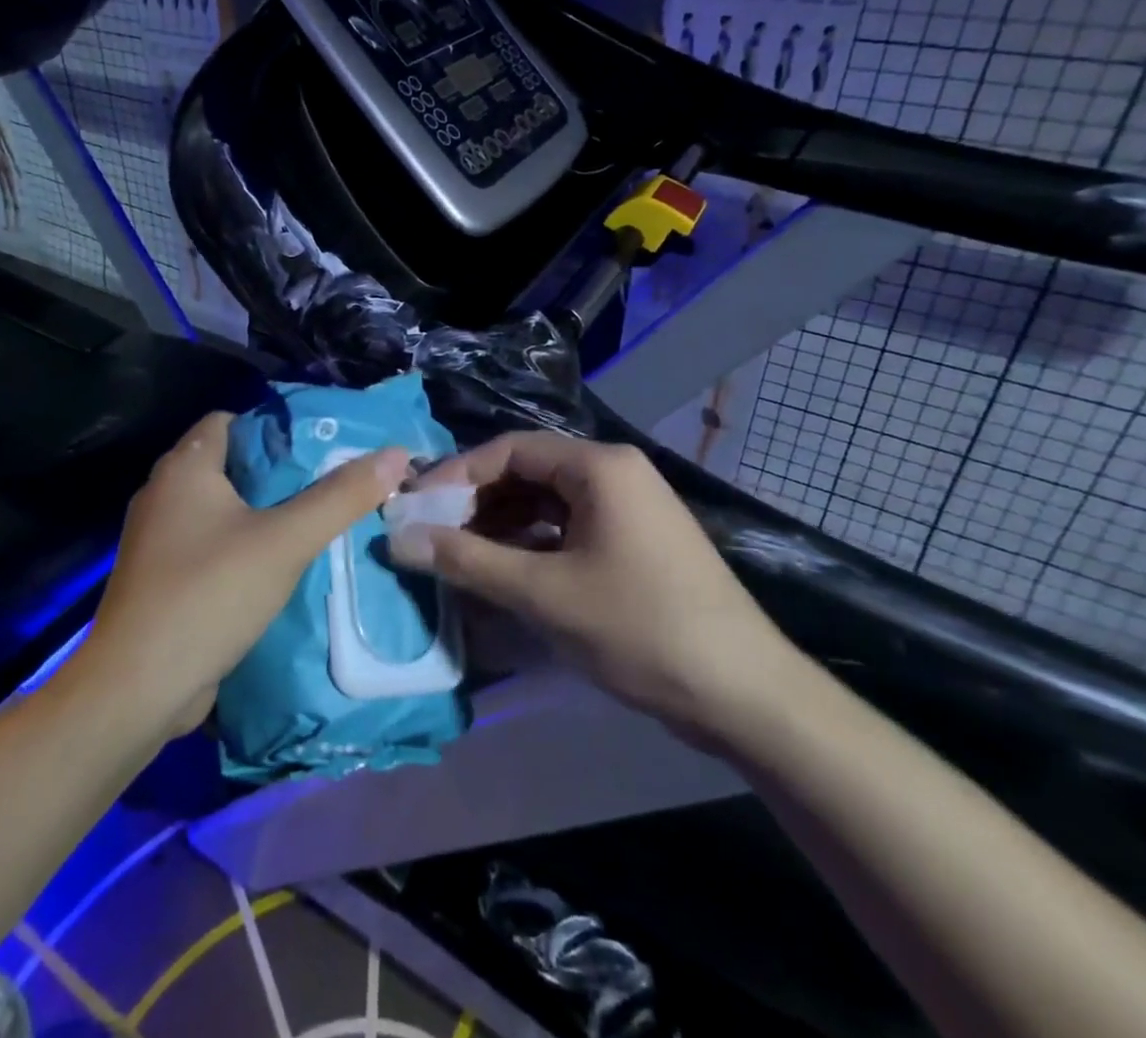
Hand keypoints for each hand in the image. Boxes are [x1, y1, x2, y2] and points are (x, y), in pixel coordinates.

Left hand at [82, 411, 410, 732]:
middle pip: (231, 464)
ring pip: (222, 509)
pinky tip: (280, 566)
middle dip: (279, 473)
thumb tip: (395, 455)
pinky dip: (243, 547)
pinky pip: (211, 546)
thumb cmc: (209, 594)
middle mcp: (164, 495)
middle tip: (330, 484)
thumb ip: (341, 497)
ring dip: (264, 514)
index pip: (231, 420)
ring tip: (315, 522)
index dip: (275, 428)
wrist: (137, 689)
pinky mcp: (163, 580)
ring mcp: (159, 540)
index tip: (320, 446)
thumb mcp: (286, 541)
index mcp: (185, 468)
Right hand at [391, 432, 807, 746]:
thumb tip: (400, 539)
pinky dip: (532, 548)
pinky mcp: (635, 543)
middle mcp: (615, 474)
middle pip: (528, 474)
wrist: (744, 695)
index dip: (457, 476)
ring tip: (459, 560)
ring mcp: (629, 509)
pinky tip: (504, 576)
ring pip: (547, 505)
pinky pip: (569, 530)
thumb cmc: (640, 628)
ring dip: (501, 529)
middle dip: (477, 504)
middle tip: (432, 537)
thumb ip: (467, 561)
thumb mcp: (544, 594)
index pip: (510, 450)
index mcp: (599, 467)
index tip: (416, 509)